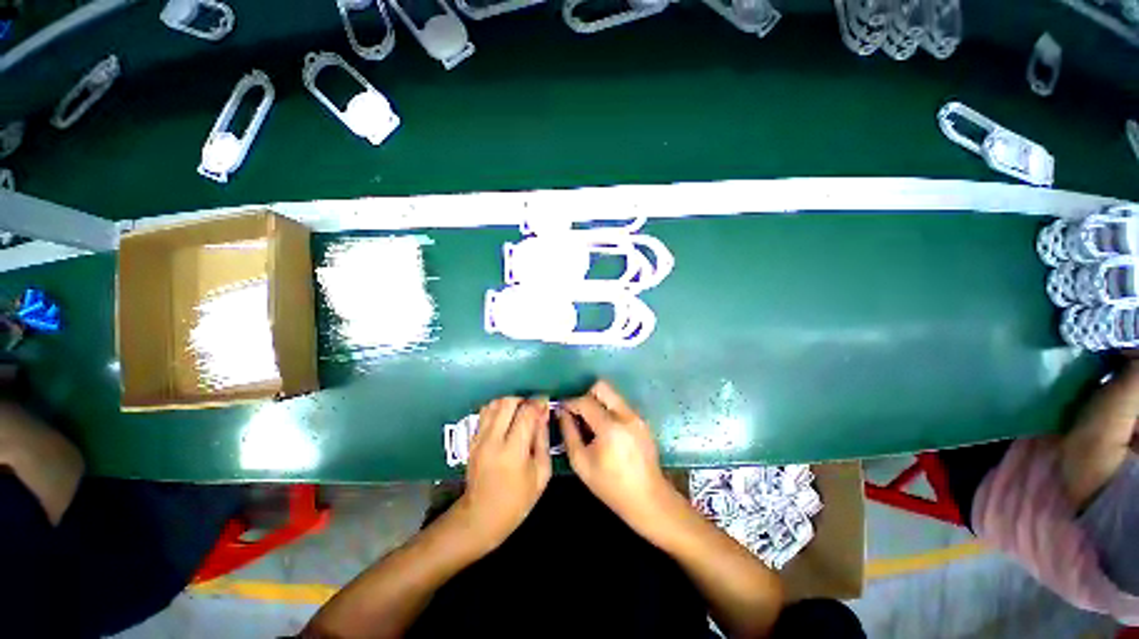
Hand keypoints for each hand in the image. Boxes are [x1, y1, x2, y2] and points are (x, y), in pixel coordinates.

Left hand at [457, 397, 551, 553]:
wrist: (481, 517)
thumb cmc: (517, 500)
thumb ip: (543, 439)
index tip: (546, 402)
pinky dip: (497, 410)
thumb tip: (544, 413)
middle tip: (533, 408)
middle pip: (507, 402)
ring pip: (493, 404)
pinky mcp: (471, 440)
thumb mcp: (541, 473)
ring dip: (509, 403)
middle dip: (523, 399)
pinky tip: (506, 419)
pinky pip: (484, 413)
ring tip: (519, 412)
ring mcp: (479, 439)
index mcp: (513, 452)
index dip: (538, 403)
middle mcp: (492, 441)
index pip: (526, 413)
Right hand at [557, 381, 676, 537]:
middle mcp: (626, 415)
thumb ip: (568, 433)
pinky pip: (620, 406)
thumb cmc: (610, 486)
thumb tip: (561, 412)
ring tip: (591, 424)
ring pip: (612, 395)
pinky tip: (605, 432)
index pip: (585, 401)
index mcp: (610, 427)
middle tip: (578, 413)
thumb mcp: (581, 463)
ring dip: (598, 403)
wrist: (648, 499)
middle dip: (586, 395)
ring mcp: (637, 416)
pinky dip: (609, 411)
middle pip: (602, 387)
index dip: (570, 402)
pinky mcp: (642, 420)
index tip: (561, 408)